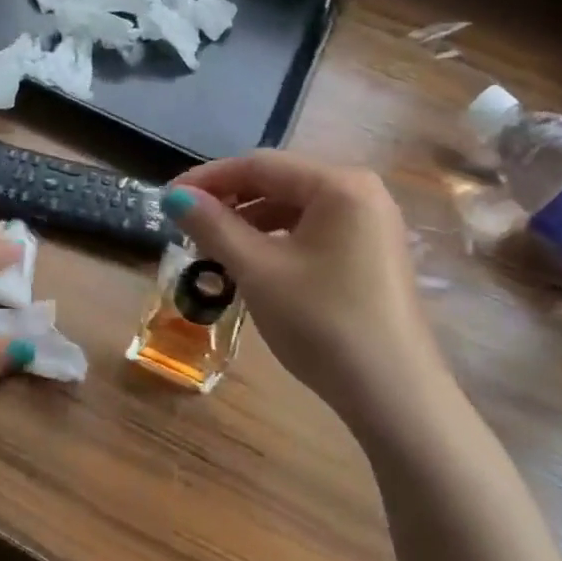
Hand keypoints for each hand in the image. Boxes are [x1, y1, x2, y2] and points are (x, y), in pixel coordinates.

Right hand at [162, 152, 458, 431]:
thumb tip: (174, 196)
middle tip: (187, 224)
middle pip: (279, 181)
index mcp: (338, 184)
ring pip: (295, 207)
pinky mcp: (373, 253)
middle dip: (229, 200)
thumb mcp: (257, 270)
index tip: (167, 198)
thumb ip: (213, 225)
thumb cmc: (321, 322)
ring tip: (213, 247)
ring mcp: (372, 223)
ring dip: (250, 221)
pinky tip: (253, 263)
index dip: (207, 178)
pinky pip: (314, 229)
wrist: (394, 396)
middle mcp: (361, 191)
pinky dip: (277, 239)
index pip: (259, 164)